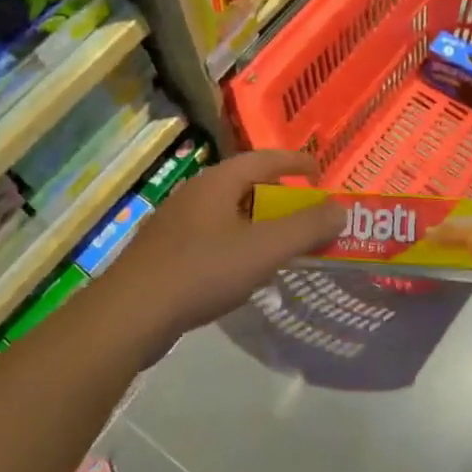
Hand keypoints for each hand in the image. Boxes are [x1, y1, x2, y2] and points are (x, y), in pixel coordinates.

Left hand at [96, 150, 342, 337]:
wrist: (131, 314)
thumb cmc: (202, 271)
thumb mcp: (265, 249)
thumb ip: (307, 228)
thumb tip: (341, 210)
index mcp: (217, 182)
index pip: (265, 158)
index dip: (296, 163)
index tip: (320, 174)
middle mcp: (195, 194)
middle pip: (246, 185)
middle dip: (279, 198)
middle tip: (304, 215)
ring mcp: (175, 224)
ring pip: (228, 214)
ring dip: (258, 225)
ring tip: (279, 245)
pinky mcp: (164, 254)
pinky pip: (212, 239)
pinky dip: (237, 246)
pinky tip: (243, 273)